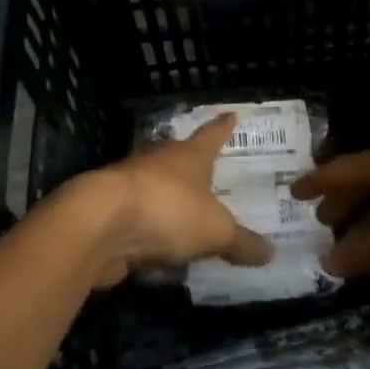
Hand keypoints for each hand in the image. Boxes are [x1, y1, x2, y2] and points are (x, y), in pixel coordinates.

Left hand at [65, 113, 273, 286]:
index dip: (222, 128)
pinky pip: (137, 220)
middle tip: (206, 170)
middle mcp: (158, 163)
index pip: (211, 135)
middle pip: (177, 157)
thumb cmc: (167, 211)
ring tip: (183, 211)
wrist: (98, 224)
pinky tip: (155, 247)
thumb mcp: (215, 231)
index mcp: (188, 157)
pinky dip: (147, 230)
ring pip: (153, 187)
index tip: (230, 115)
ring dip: (165, 197)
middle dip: (190, 163)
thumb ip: (241, 242)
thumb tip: (271, 253)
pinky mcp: (109, 214)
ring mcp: (128, 186)